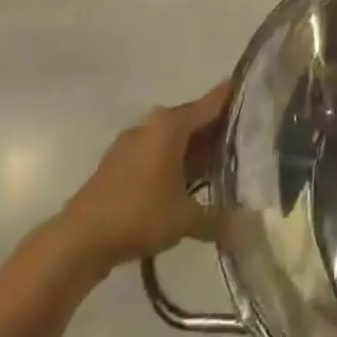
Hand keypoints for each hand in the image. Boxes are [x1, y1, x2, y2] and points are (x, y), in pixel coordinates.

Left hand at [53, 81, 231, 276]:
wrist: (76, 241)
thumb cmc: (137, 215)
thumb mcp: (185, 220)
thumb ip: (218, 219)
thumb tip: (250, 227)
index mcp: (171, 124)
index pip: (214, 101)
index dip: (237, 98)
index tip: (260, 95)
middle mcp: (153, 124)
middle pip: (194, 118)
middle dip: (219, 129)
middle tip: (249, 140)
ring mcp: (132, 142)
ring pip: (175, 137)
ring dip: (195, 149)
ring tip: (222, 164)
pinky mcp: (119, 162)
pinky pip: (157, 152)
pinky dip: (175, 161)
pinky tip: (187, 183)